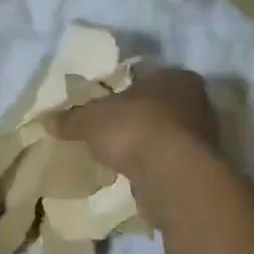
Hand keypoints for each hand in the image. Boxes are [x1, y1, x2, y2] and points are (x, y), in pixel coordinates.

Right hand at [52, 67, 221, 179]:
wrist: (172, 175)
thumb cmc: (134, 128)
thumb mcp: (91, 119)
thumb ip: (71, 119)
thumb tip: (47, 120)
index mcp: (176, 78)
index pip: (148, 78)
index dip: (127, 91)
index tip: (109, 105)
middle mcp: (198, 103)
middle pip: (161, 107)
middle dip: (139, 118)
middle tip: (113, 130)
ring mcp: (205, 138)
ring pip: (169, 136)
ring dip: (149, 145)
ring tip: (122, 156)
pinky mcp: (203, 169)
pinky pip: (172, 162)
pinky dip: (156, 167)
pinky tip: (137, 175)